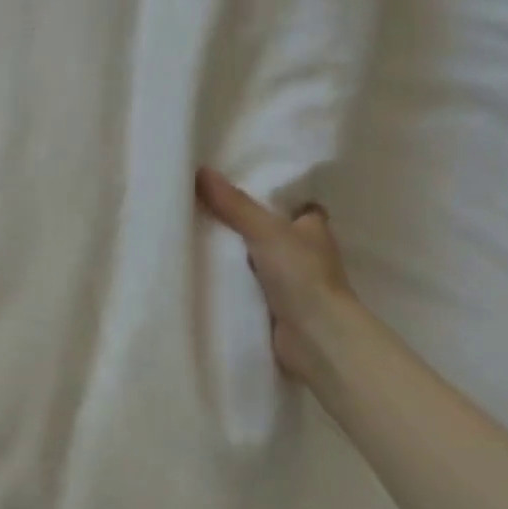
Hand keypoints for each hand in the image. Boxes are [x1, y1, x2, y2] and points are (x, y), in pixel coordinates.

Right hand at [196, 167, 353, 380]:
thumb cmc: (301, 275)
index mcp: (313, 228)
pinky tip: (202, 271)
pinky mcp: (275, 307)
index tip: (236, 184)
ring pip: (256, 259)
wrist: (315, 338)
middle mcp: (305, 253)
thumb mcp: (265, 230)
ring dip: (234, 254)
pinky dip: (230, 281)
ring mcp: (291, 282)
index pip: (294, 204)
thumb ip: (234, 204)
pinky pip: (246, 285)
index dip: (270, 195)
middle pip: (270, 231)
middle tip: (202, 206)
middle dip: (243, 223)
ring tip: (192, 234)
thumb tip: (200, 170)